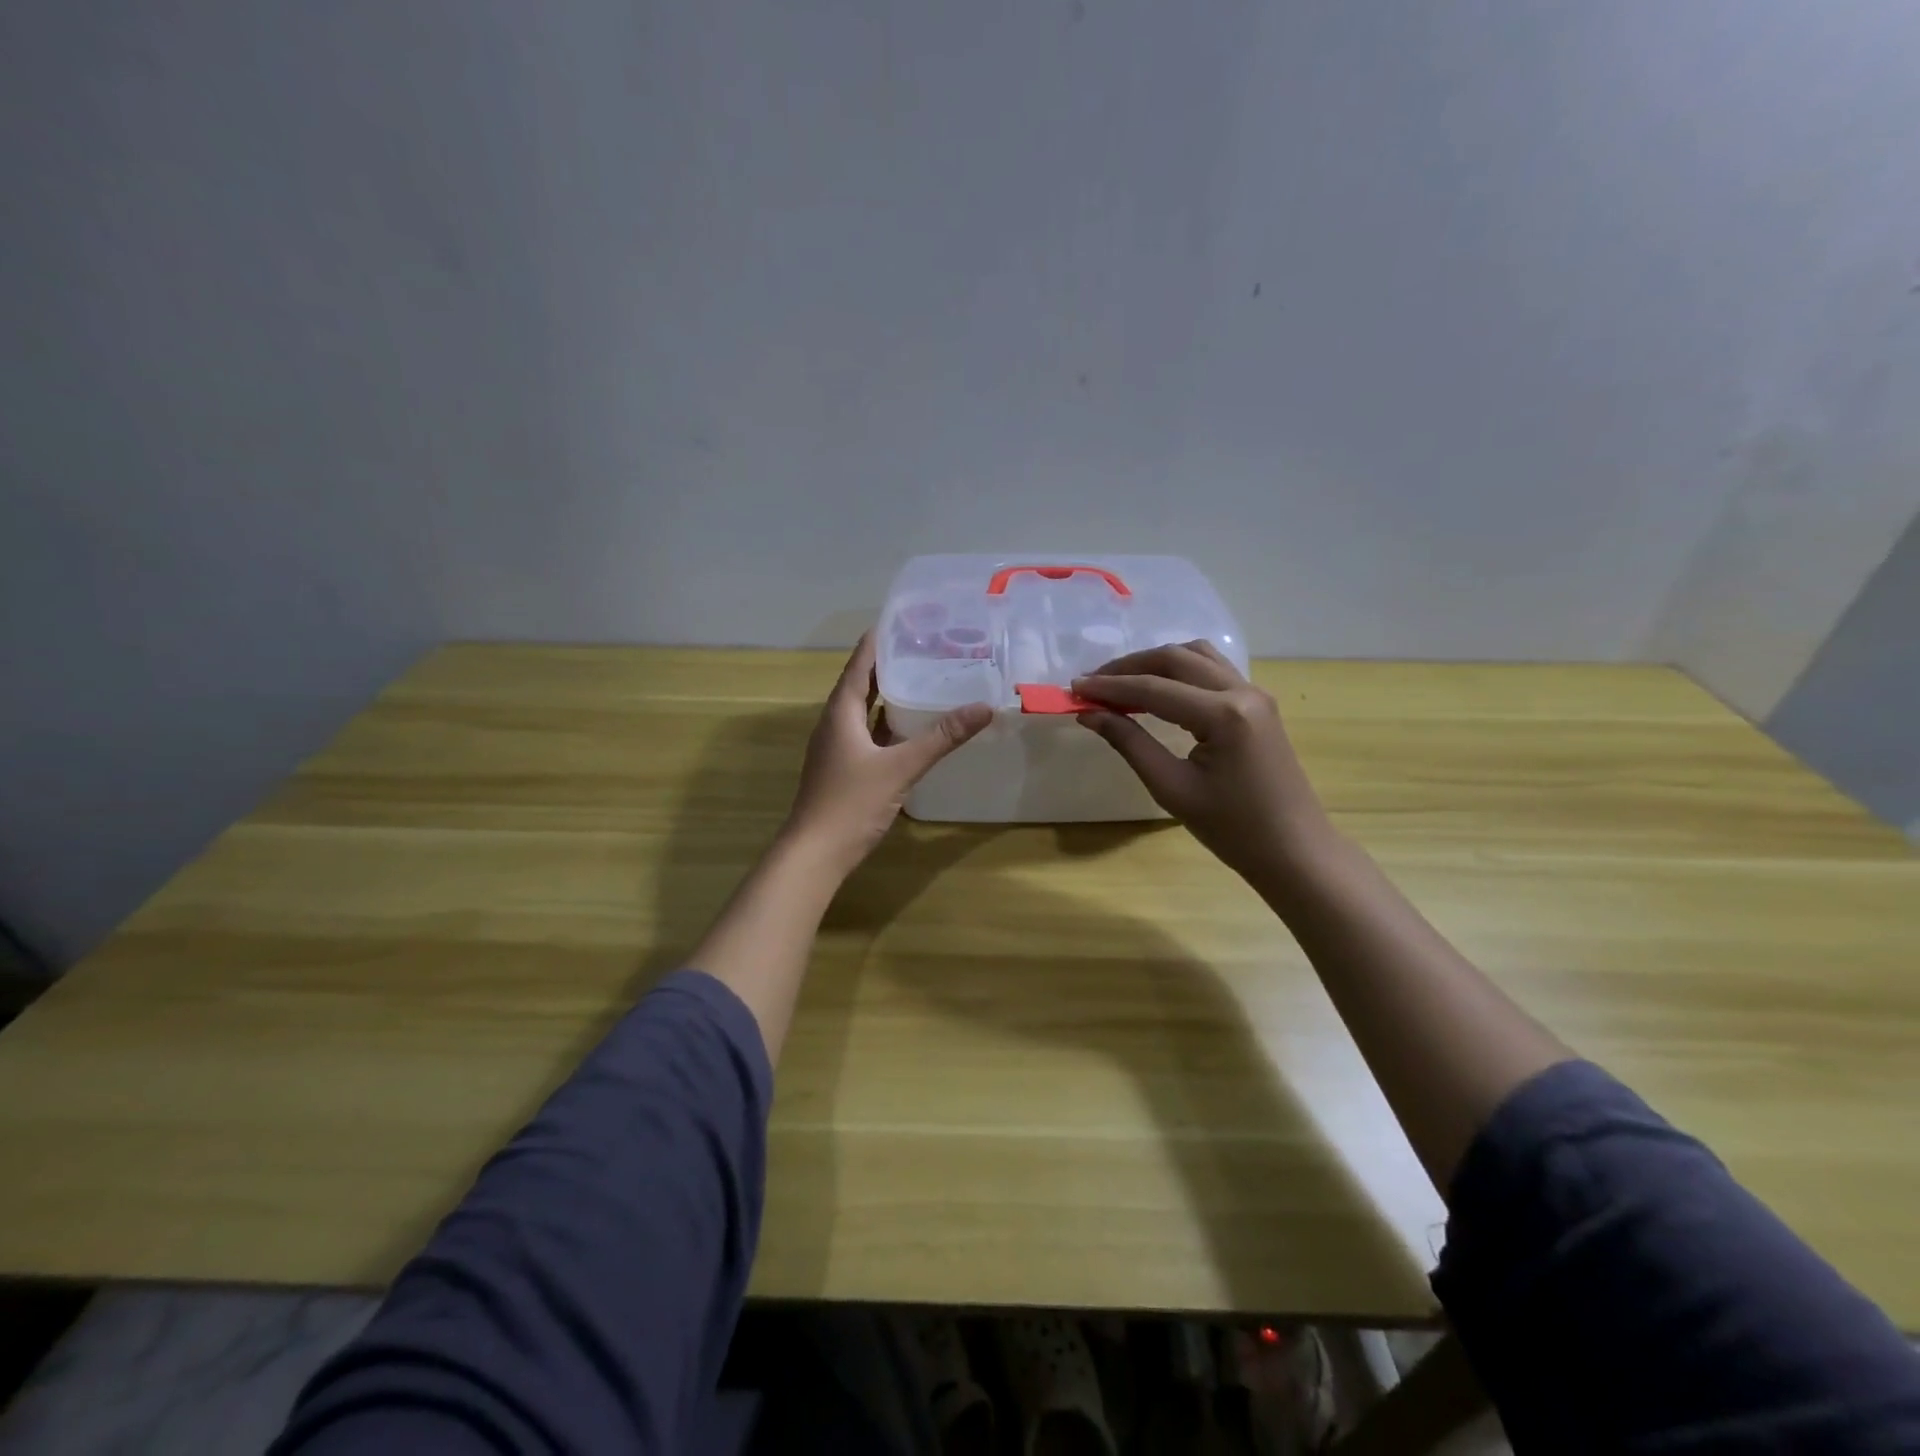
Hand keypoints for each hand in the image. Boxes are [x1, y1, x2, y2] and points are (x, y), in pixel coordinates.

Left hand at [782, 633, 991, 875]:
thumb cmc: (851, 803)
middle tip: (924, 646)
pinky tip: (911, 727)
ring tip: (923, 678)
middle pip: (862, 684)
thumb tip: (983, 708)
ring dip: (889, 694)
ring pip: (865, 711)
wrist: (815, 853)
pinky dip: (888, 724)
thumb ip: (941, 738)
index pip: (860, 664)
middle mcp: (835, 723)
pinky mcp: (844, 768)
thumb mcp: (900, 767)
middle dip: (890, 664)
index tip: (905, 620)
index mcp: (841, 712)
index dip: (879, 640)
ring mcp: (838, 748)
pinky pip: (868, 734)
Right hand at [1073, 641, 1331, 886]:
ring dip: (1155, 663)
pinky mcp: (1258, 703)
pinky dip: (1179, 671)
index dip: (1109, 686)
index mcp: (1224, 714)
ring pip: (1196, 656)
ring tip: (1120, 683)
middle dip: (1129, 667)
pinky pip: (1212, 670)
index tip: (1073, 689)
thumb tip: (1090, 714)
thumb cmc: (1232, 829)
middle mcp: (1242, 691)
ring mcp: (1255, 693)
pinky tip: (1157, 690)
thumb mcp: (1171, 788)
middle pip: (1175, 659)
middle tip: (1091, 684)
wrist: (1293, 851)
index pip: (1154, 688)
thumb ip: (1129, 743)